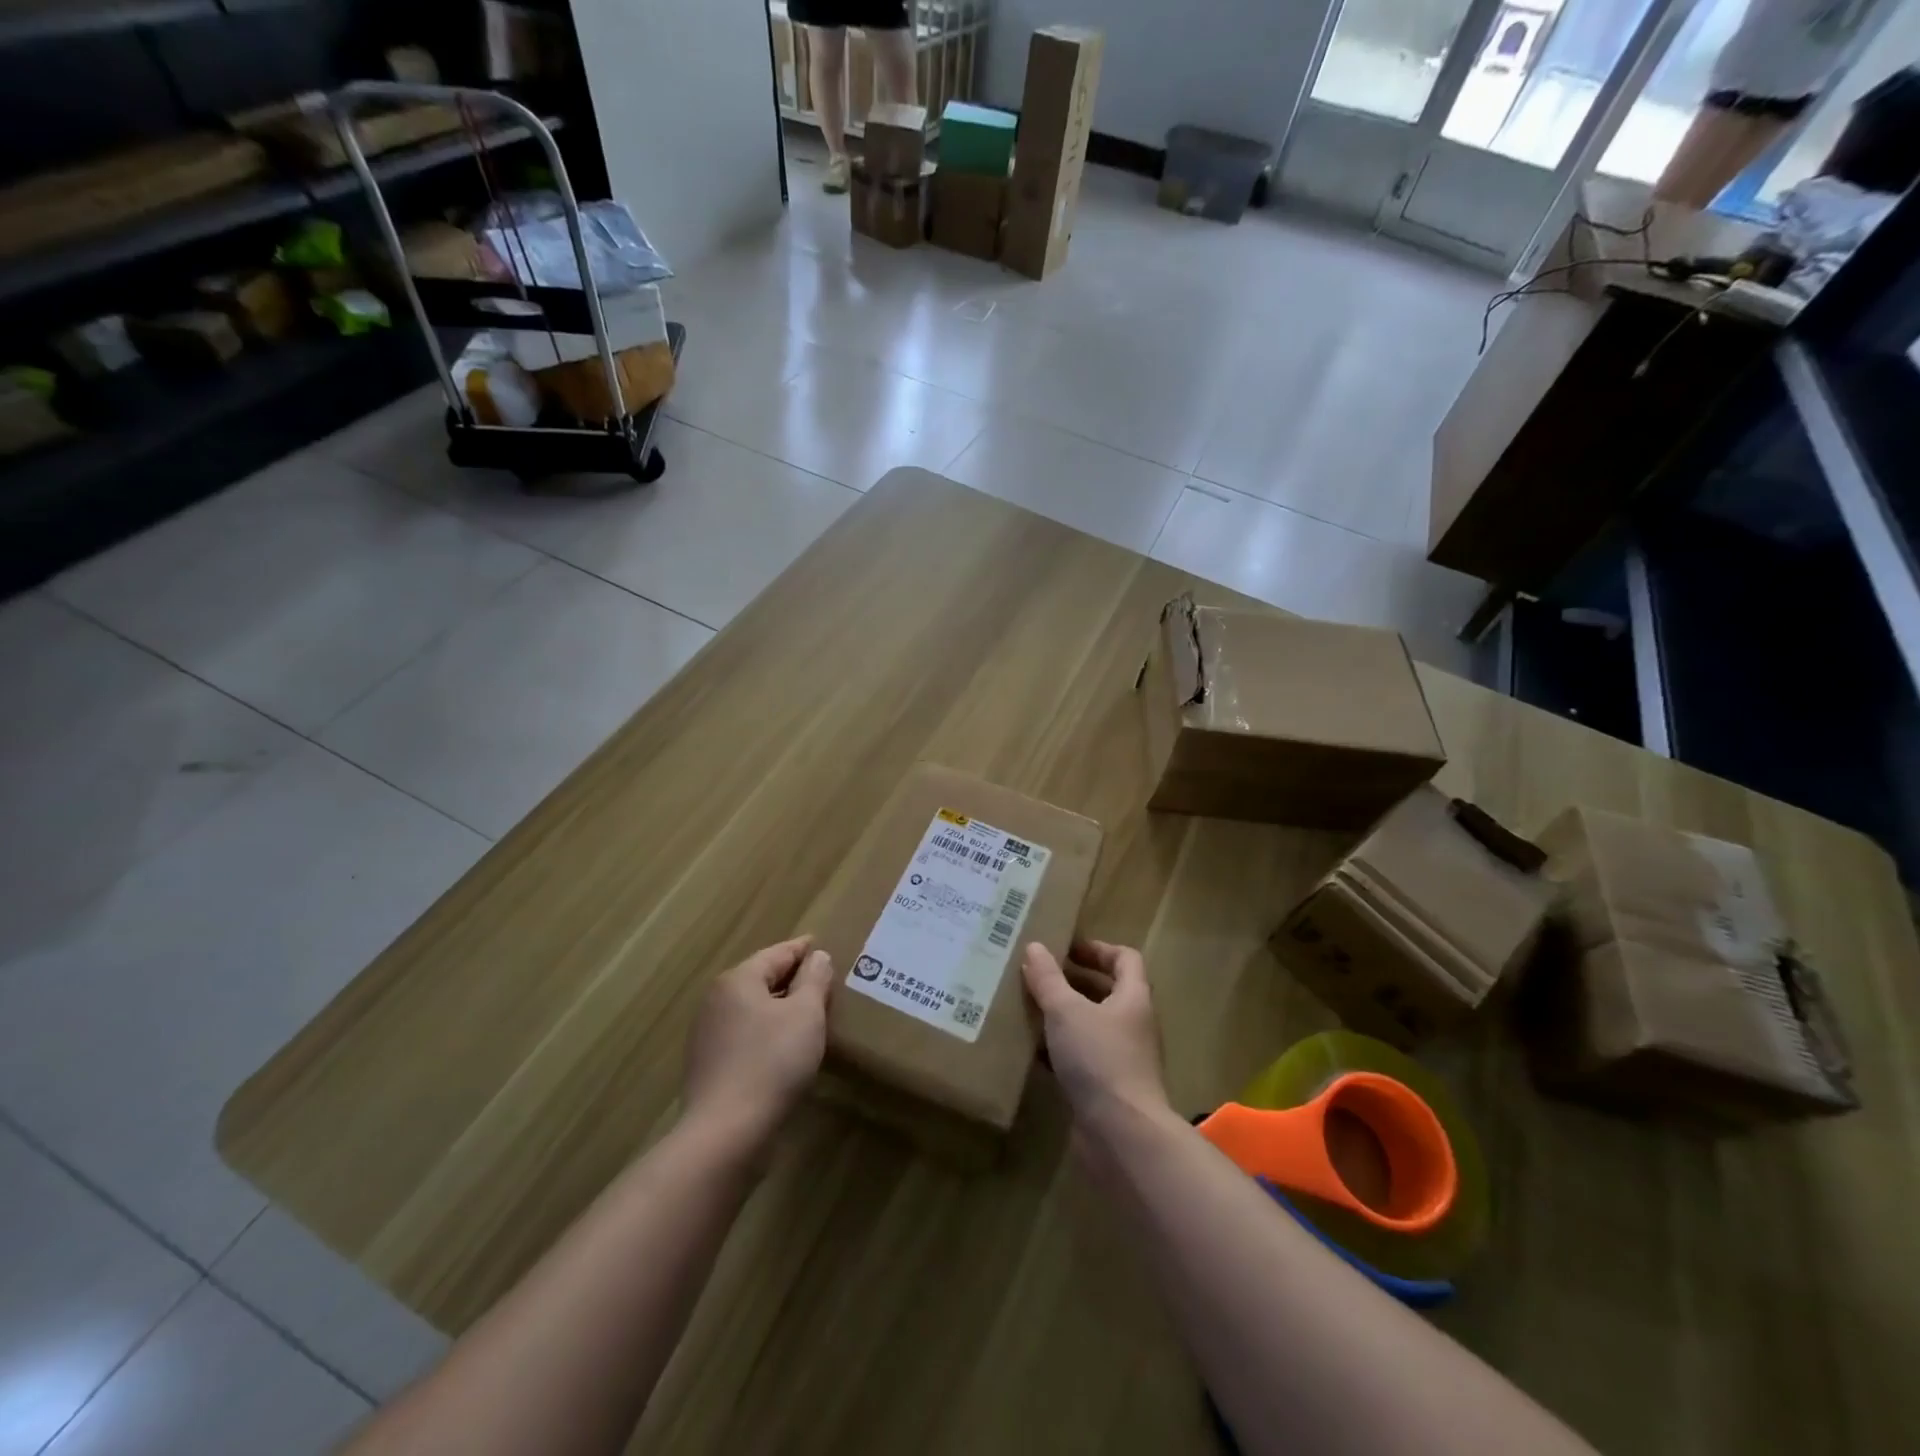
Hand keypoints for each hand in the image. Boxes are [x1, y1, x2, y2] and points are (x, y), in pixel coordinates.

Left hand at [683, 937, 833, 1148]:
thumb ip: (814, 980)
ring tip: (810, 1014)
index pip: (777, 954)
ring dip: (780, 1008)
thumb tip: (817, 957)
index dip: (803, 949)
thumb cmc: (771, 1062)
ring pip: (753, 1009)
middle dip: (792, 979)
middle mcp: (717, 1001)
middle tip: (823, 980)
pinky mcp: (709, 1066)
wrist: (726, 1133)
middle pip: (762, 980)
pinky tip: (785, 1048)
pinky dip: (767, 1033)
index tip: (823, 946)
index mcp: (738, 980)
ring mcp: (708, 1035)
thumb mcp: (806, 1014)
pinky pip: (745, 1036)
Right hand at [1022, 940, 1170, 1131]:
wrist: (1122, 1134)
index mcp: (1133, 998)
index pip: (1125, 959)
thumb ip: (1048, 979)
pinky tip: (1031, 1050)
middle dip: (1073, 982)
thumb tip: (1034, 946)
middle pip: (1106, 992)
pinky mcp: (1106, 1088)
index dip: (1097, 949)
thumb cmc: (1100, 1059)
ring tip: (1027, 1007)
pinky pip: (1081, 1058)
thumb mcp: (1066, 1011)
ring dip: (1062, 1016)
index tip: (1065, 949)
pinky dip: (1058, 1050)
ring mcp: (1121, 1059)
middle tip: (1038, 975)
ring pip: (1090, 1026)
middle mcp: (1132, 1025)